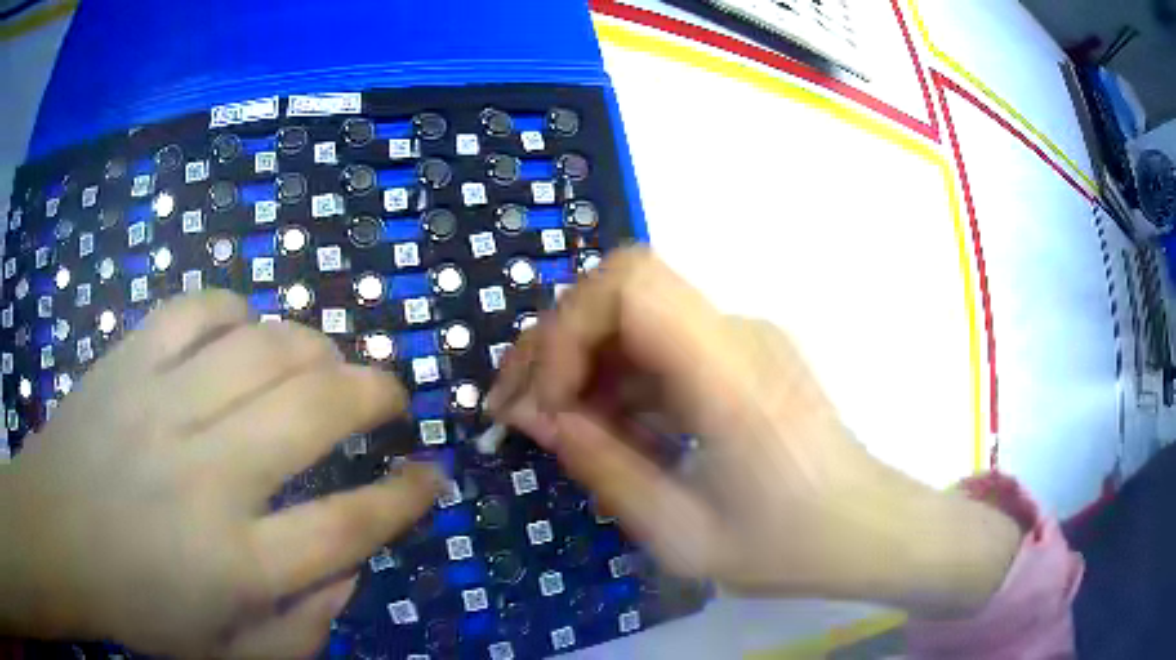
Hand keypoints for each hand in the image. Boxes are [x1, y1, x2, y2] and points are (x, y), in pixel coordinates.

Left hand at [0, 292, 439, 656]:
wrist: (54, 537)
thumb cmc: (137, 608)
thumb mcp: (229, 654)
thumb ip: (303, 627)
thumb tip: (350, 569)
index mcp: (232, 561)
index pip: (349, 525)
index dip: (405, 498)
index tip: (431, 477)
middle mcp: (203, 473)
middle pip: (316, 409)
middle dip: (377, 393)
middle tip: (392, 396)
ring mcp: (160, 402)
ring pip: (265, 344)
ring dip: (316, 347)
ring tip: (325, 363)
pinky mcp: (128, 358)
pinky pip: (199, 308)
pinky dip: (237, 311)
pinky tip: (244, 333)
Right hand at [489, 248, 1020, 615]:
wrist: (868, 529)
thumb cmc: (789, 545)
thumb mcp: (684, 535)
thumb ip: (604, 469)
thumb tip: (541, 419)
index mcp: (731, 372)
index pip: (630, 284)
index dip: (567, 330)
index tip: (546, 404)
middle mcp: (737, 333)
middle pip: (622, 288)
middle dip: (555, 342)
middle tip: (516, 406)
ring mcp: (742, 340)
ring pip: (635, 315)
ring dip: (580, 361)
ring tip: (548, 424)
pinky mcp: (741, 357)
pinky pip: (661, 347)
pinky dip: (617, 379)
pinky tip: (604, 428)